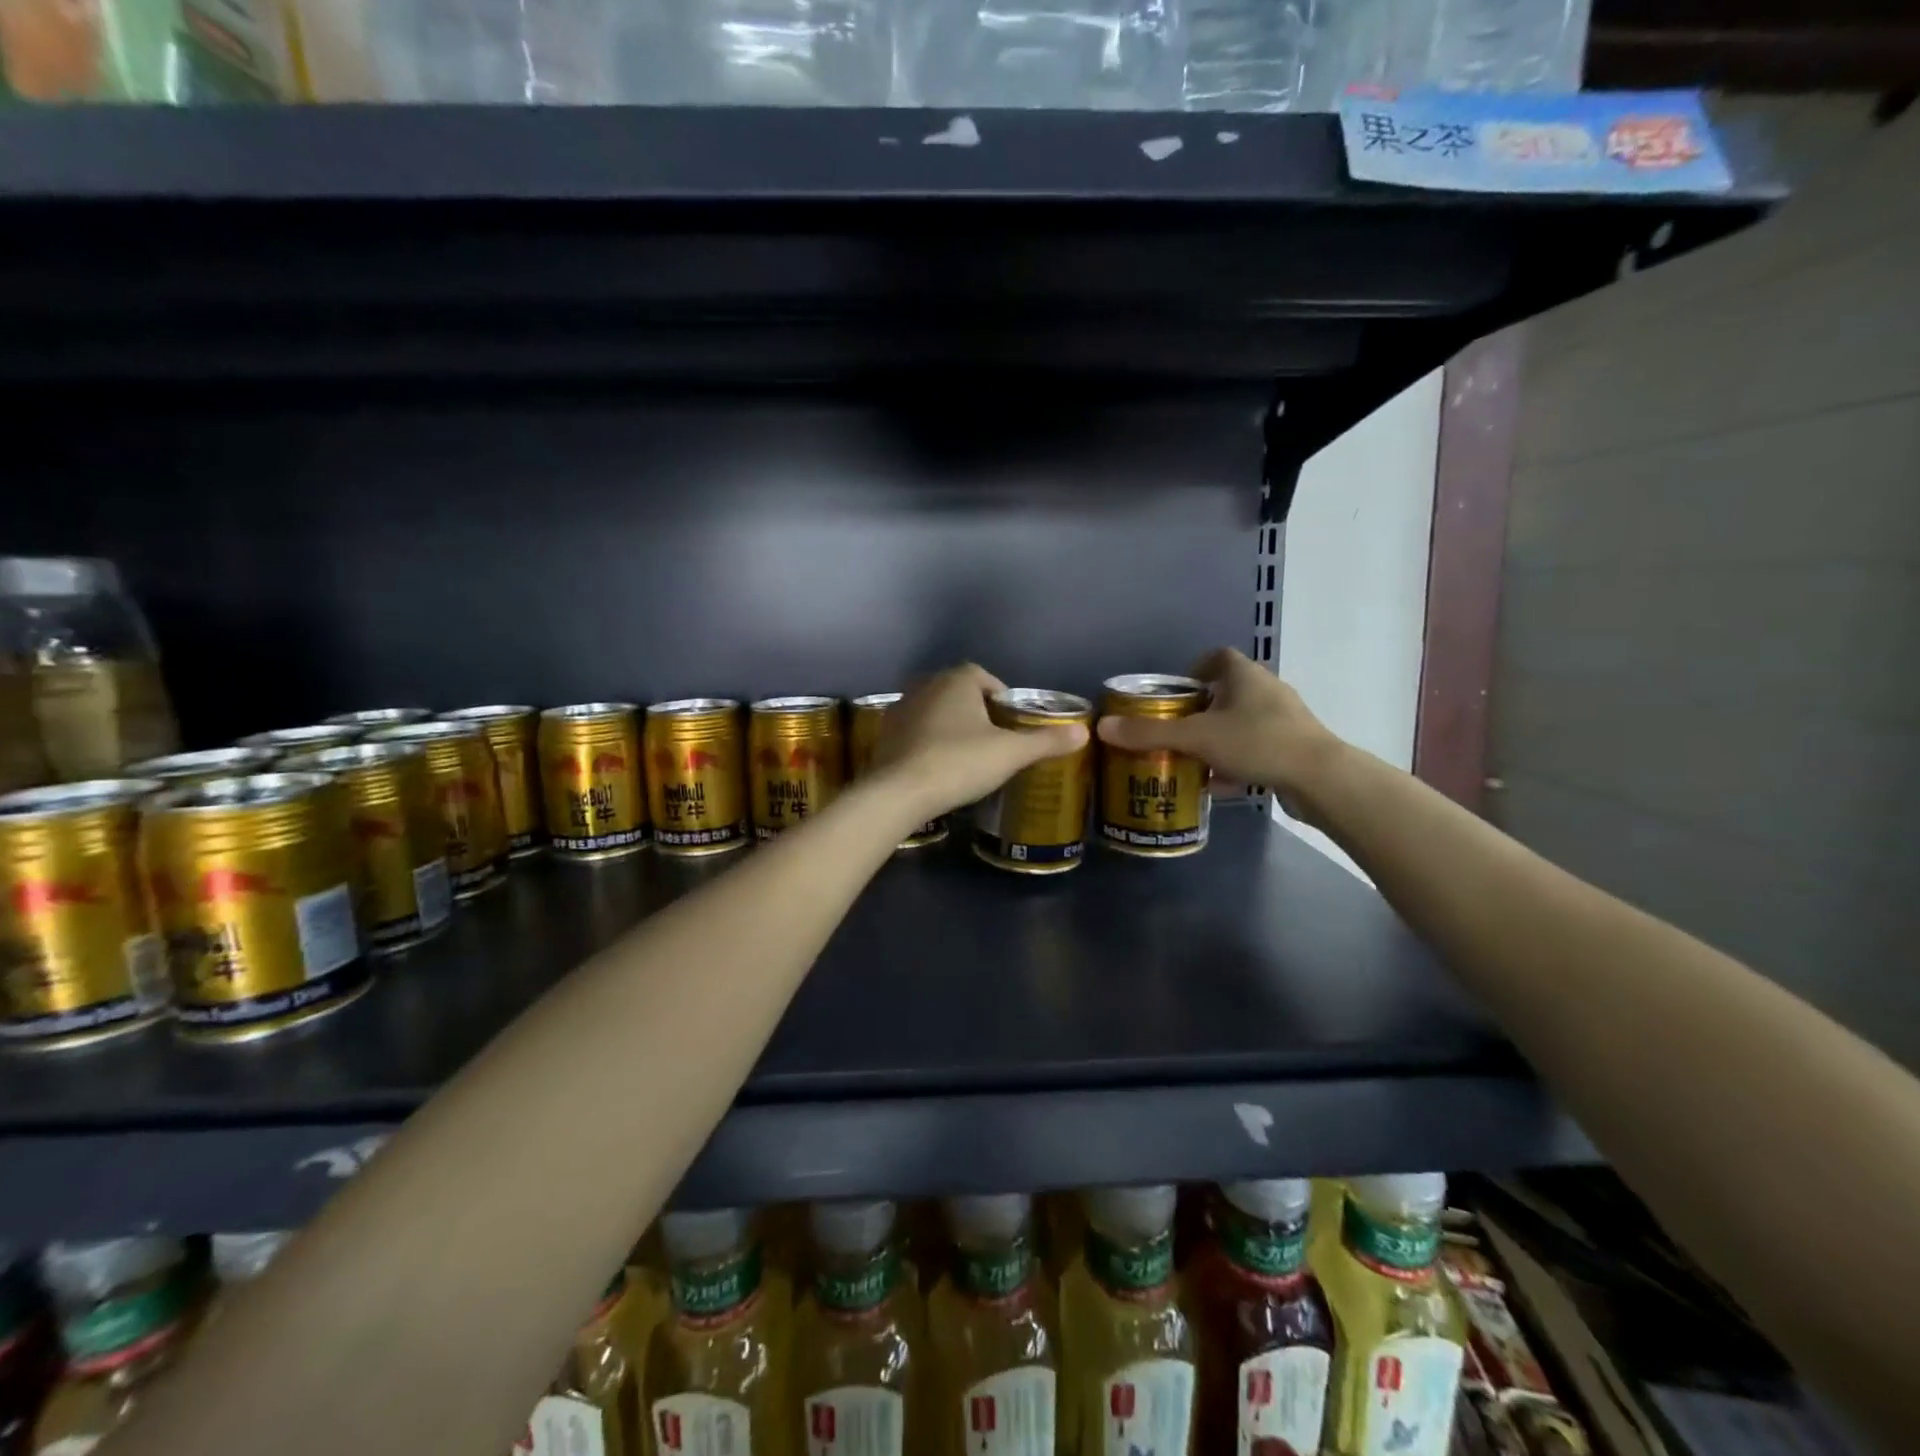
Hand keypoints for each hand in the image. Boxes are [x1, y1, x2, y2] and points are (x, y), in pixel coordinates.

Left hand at [871, 664, 1087, 821]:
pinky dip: (929, 742)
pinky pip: (916, 732)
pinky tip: (939, 766)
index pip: (985, 677)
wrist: (900, 792)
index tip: (1012, 724)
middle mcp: (925, 685)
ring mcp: (901, 709)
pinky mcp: (885, 735)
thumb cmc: (960, 763)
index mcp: (957, 680)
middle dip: (976, 712)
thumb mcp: (1011, 753)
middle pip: (959, 693)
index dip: (1002, 698)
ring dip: (951, 726)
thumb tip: (1085, 732)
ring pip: (935, 711)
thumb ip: (1046, 741)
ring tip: (968, 756)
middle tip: (994, 741)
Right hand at [1096, 647, 1337, 796]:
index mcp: (1245, 675)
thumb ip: (1150, 733)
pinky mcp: (1293, 747)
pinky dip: (1236, 762)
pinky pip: (1256, 748)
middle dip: (1200, 711)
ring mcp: (1284, 719)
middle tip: (1175, 729)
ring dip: (1217, 739)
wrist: (1320, 778)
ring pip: (1241, 723)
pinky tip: (1221, 785)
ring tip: (1192, 759)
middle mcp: (1267, 690)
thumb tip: (1103, 726)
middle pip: (1227, 692)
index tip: (1175, 691)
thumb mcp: (1196, 738)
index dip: (1194, 668)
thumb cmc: (1257, 743)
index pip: (1217, 657)